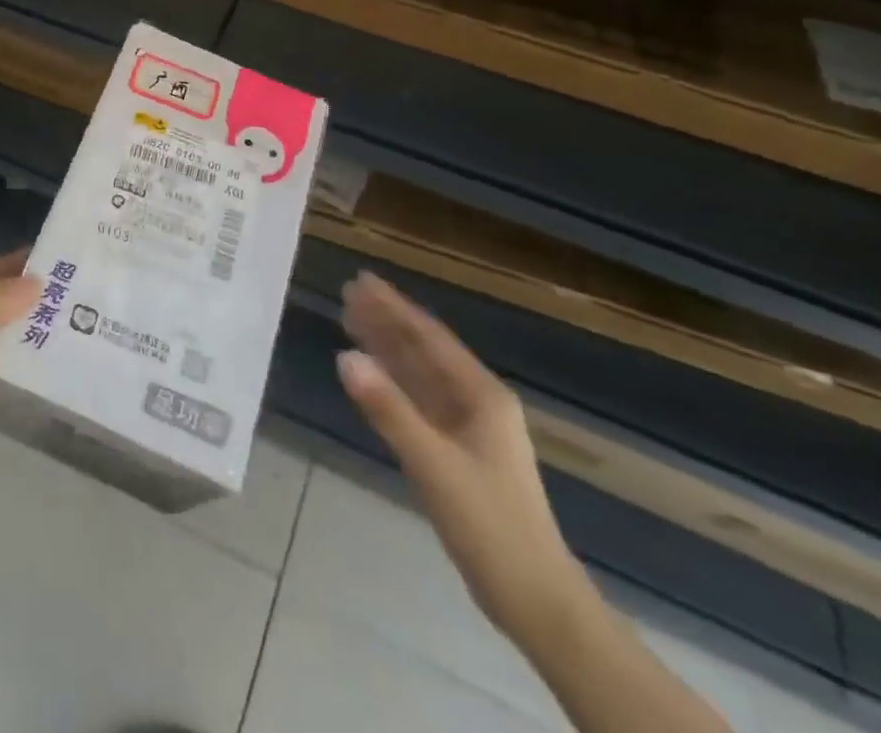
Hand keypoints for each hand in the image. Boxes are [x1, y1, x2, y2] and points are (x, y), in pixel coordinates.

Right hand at [338, 272, 586, 638]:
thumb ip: (388, 410)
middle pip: (424, 350)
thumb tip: (345, 356)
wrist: (535, 598)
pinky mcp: (457, 451)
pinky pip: (419, 401)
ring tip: (351, 321)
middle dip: (387, 321)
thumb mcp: (434, 464)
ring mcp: (468, 428)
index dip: (394, 307)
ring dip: (387, 347)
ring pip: (420, 374)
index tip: (361, 281)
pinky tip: (371, 376)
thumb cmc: (489, 524)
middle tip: (348, 293)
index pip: (429, 337)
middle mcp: (477, 402)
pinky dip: (393, 382)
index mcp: (482, 395)